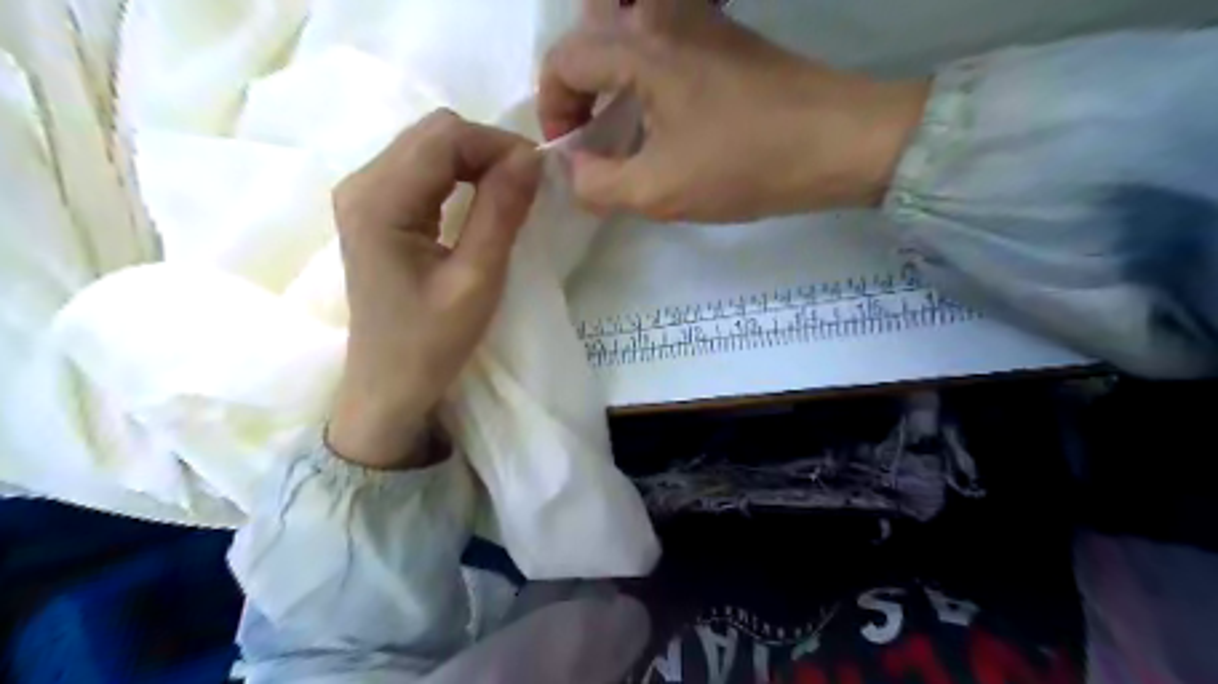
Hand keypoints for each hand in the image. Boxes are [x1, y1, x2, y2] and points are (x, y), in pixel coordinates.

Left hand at [332, 111, 541, 470]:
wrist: (389, 384)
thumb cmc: (431, 343)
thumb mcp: (477, 280)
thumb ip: (501, 213)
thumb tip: (532, 157)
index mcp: (379, 201)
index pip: (445, 137)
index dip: (498, 145)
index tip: (539, 175)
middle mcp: (360, 183)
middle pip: (433, 132)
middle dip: (488, 149)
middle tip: (527, 186)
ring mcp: (362, 194)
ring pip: (429, 145)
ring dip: (476, 160)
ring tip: (510, 193)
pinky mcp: (374, 208)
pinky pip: (422, 168)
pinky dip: (459, 174)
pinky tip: (480, 200)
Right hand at [538, 0, 929, 221]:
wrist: (837, 141)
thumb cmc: (744, 165)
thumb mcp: (658, 191)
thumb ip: (598, 184)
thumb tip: (573, 171)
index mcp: (640, 46)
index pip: (564, 59)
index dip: (554, 107)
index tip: (571, 150)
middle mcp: (663, 14)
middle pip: (592, 27)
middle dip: (577, 79)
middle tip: (589, 125)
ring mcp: (699, 16)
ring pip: (628, 21)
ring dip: (610, 65)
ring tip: (619, 114)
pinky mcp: (724, 33)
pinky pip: (663, 32)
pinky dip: (643, 63)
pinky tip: (660, 107)